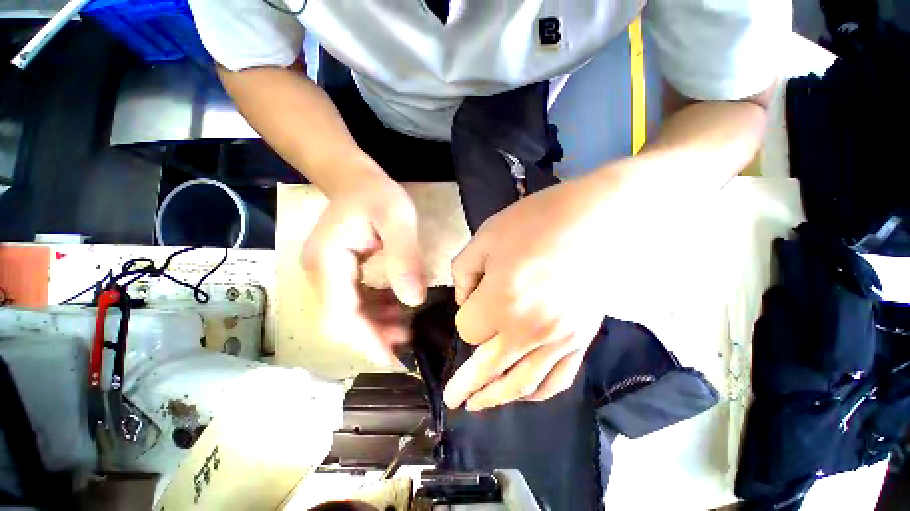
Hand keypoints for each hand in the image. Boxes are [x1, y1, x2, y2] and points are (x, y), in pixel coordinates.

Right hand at [301, 170, 425, 365]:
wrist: (354, 179)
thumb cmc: (376, 194)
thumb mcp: (398, 218)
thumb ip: (404, 257)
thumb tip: (413, 301)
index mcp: (328, 261)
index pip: (341, 315)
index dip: (365, 341)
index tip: (393, 359)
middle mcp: (320, 273)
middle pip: (342, 321)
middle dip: (374, 337)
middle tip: (408, 342)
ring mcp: (326, 274)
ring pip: (348, 314)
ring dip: (376, 326)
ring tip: (407, 328)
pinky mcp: (337, 272)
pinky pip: (354, 301)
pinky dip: (376, 311)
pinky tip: (397, 309)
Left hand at [444, 175, 629, 410]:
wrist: (594, 218)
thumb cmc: (533, 222)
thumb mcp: (484, 239)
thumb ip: (463, 273)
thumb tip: (465, 300)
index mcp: (501, 302)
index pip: (467, 328)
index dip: (465, 314)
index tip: (473, 298)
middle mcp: (529, 330)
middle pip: (488, 368)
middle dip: (466, 383)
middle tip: (453, 400)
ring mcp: (559, 339)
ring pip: (522, 384)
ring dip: (497, 398)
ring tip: (479, 406)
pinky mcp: (580, 339)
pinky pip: (557, 379)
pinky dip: (536, 392)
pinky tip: (523, 394)